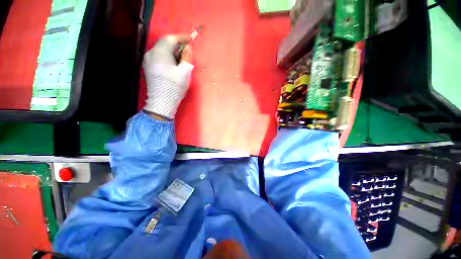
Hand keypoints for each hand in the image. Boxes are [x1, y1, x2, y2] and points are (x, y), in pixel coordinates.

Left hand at [143, 35, 193, 119]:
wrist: (162, 102)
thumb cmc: (175, 86)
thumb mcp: (185, 71)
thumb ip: (186, 57)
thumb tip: (188, 48)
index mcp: (160, 52)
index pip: (170, 38)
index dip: (181, 37)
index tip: (190, 39)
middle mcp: (151, 53)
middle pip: (164, 43)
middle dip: (176, 44)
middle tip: (187, 49)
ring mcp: (147, 61)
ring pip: (161, 50)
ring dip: (171, 51)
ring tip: (181, 57)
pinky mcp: (148, 68)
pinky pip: (158, 57)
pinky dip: (166, 57)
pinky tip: (172, 64)